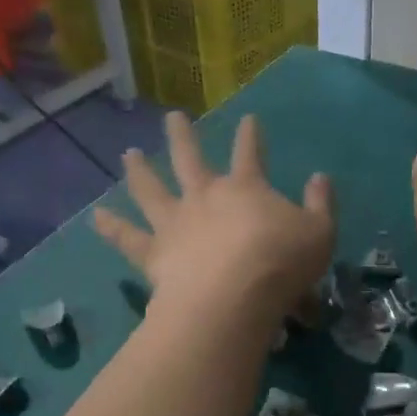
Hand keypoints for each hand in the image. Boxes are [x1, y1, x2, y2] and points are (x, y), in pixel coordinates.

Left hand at [95, 111, 335, 325]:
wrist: (233, 298)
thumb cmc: (281, 263)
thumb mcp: (320, 232)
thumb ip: (321, 204)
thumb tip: (320, 177)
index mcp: (246, 188)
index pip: (250, 154)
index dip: (251, 136)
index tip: (249, 118)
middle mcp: (204, 196)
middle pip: (190, 159)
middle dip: (183, 136)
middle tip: (173, 117)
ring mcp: (175, 223)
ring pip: (151, 190)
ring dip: (139, 171)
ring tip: (129, 155)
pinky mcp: (154, 253)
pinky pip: (128, 238)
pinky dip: (112, 228)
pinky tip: (96, 217)